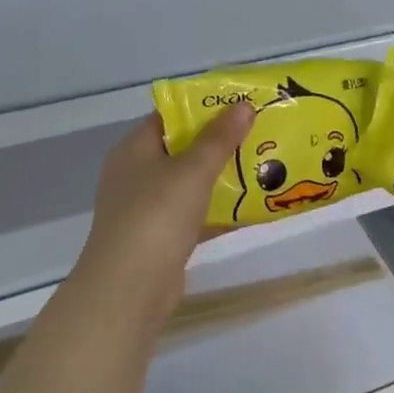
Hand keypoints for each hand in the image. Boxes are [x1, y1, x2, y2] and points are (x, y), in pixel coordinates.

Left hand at [73, 105, 254, 311]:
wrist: (129, 288)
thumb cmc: (156, 216)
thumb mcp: (192, 170)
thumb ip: (219, 138)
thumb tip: (244, 105)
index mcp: (134, 149)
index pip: (170, 117)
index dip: (204, 108)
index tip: (241, 104)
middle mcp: (136, 175)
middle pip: (182, 150)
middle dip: (220, 143)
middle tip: (261, 134)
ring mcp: (146, 209)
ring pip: (190, 184)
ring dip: (222, 178)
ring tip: (263, 166)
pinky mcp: (160, 239)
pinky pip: (194, 215)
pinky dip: (219, 211)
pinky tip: (252, 208)